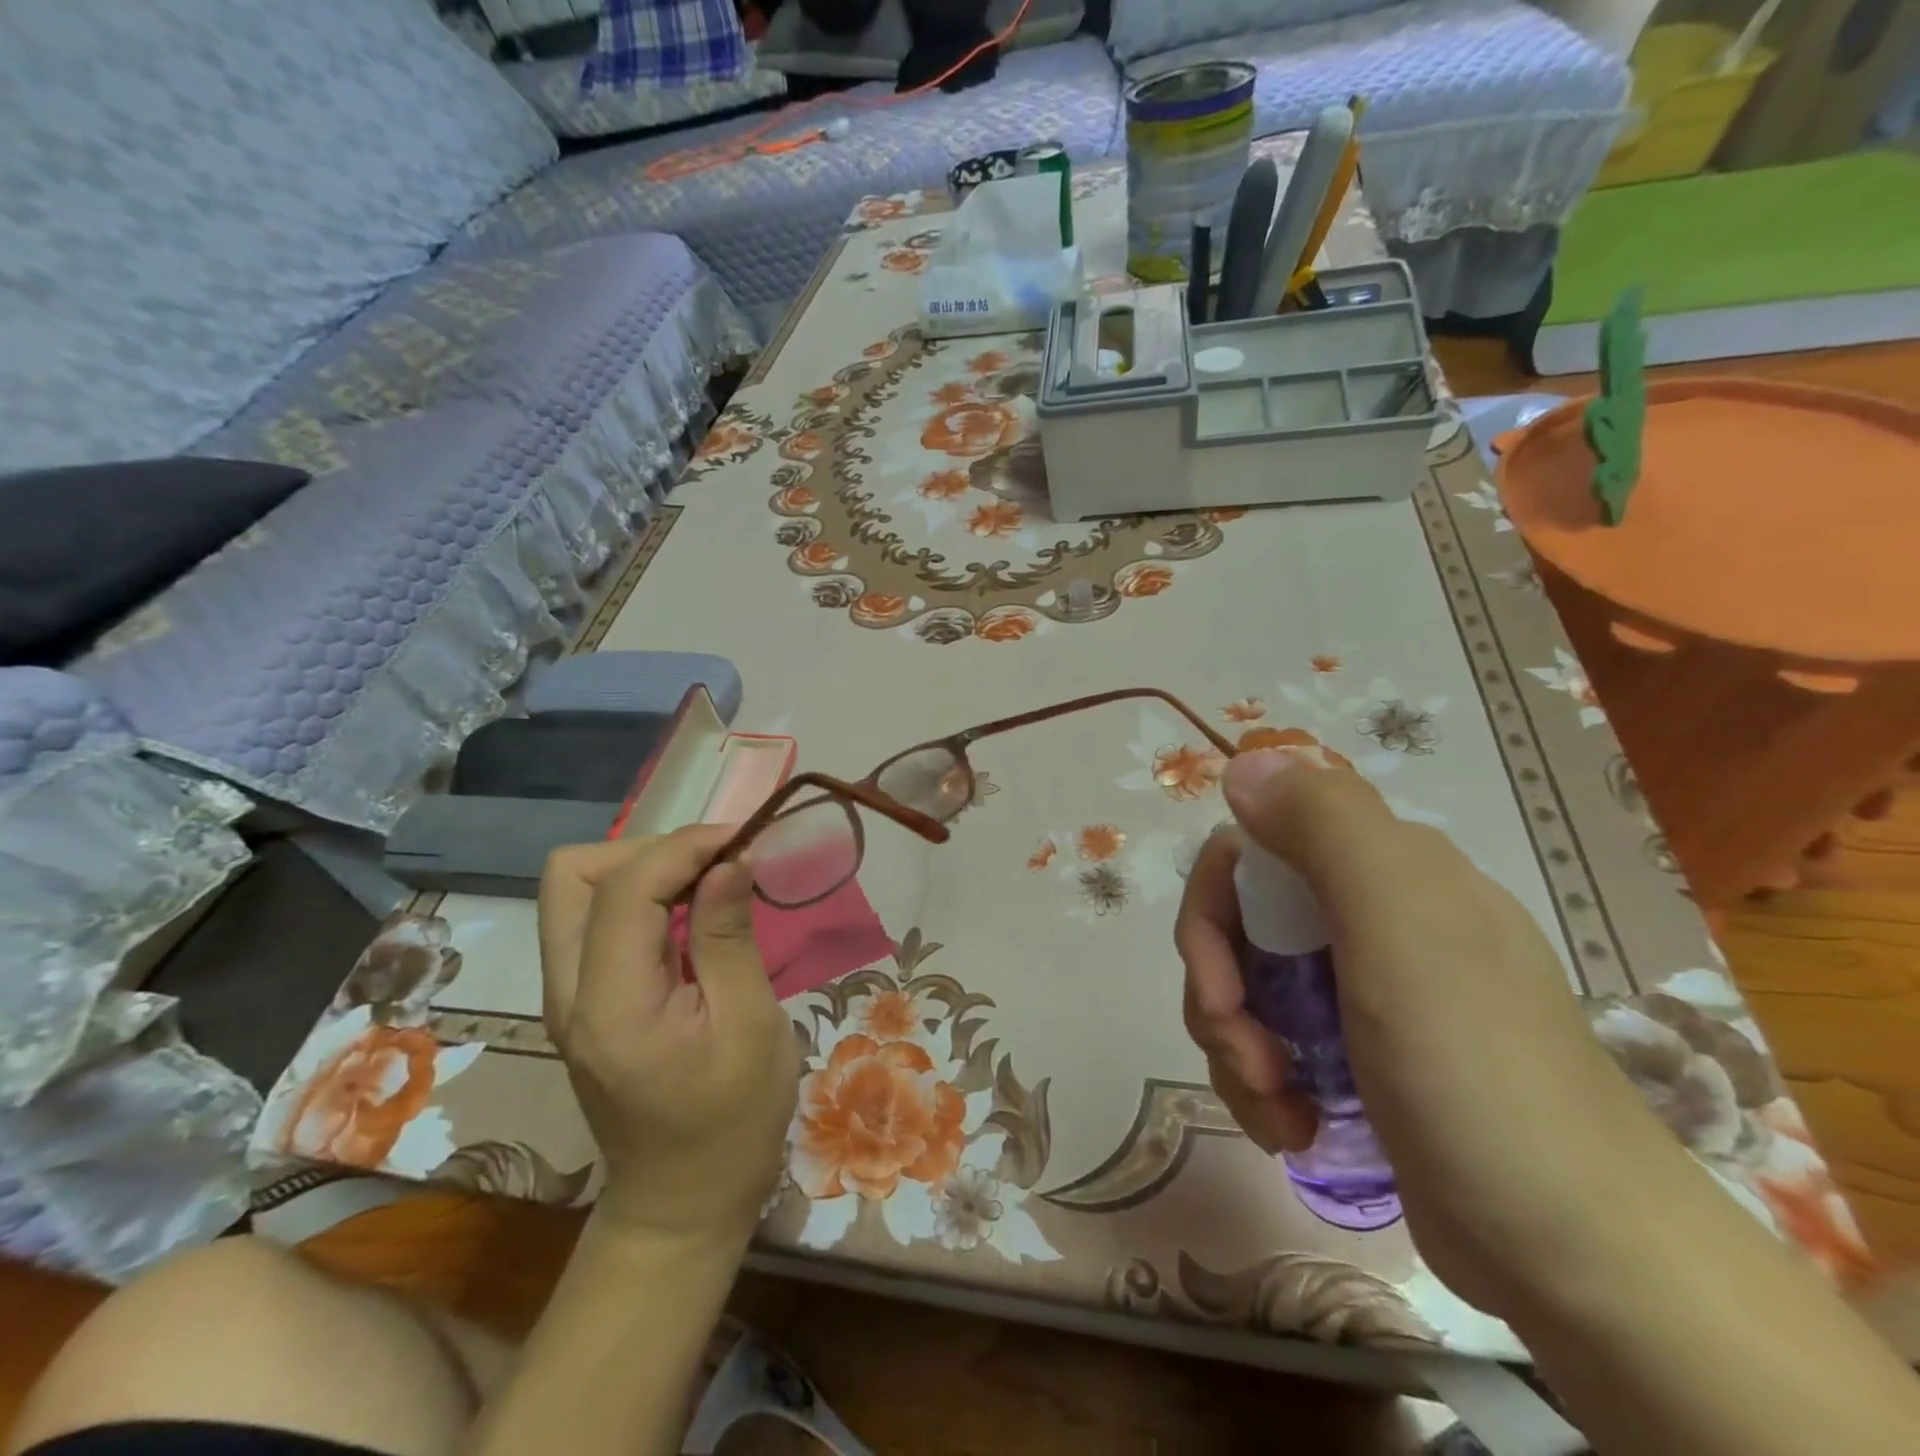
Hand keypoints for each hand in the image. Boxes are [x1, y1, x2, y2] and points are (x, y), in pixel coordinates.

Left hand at [538, 826, 799, 1243]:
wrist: (683, 1200)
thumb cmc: (733, 1119)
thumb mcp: (750, 1025)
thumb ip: (728, 936)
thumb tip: (729, 860)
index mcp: (611, 1004)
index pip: (623, 887)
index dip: (683, 846)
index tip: (742, 840)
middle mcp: (568, 992)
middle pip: (571, 875)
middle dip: (647, 851)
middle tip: (713, 865)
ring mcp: (566, 998)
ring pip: (575, 892)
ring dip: (641, 869)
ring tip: (705, 882)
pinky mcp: (581, 1002)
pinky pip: (593, 920)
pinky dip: (640, 896)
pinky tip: (688, 912)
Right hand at [1177, 748, 1685, 1317]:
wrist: (1580, 1256)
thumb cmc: (1475, 1070)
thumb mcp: (1400, 927)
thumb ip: (1324, 826)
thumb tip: (1245, 762)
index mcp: (1385, 870)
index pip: (1249, 851)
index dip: (1213, 912)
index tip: (1220, 986)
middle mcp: (1375, 916)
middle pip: (1241, 925)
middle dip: (1220, 993)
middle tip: (1248, 1058)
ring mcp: (1369, 990)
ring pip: (1250, 988)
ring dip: (1236, 1048)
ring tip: (1276, 1108)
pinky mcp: (1364, 1056)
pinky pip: (1276, 1041)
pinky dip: (1263, 1082)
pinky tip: (1292, 1124)